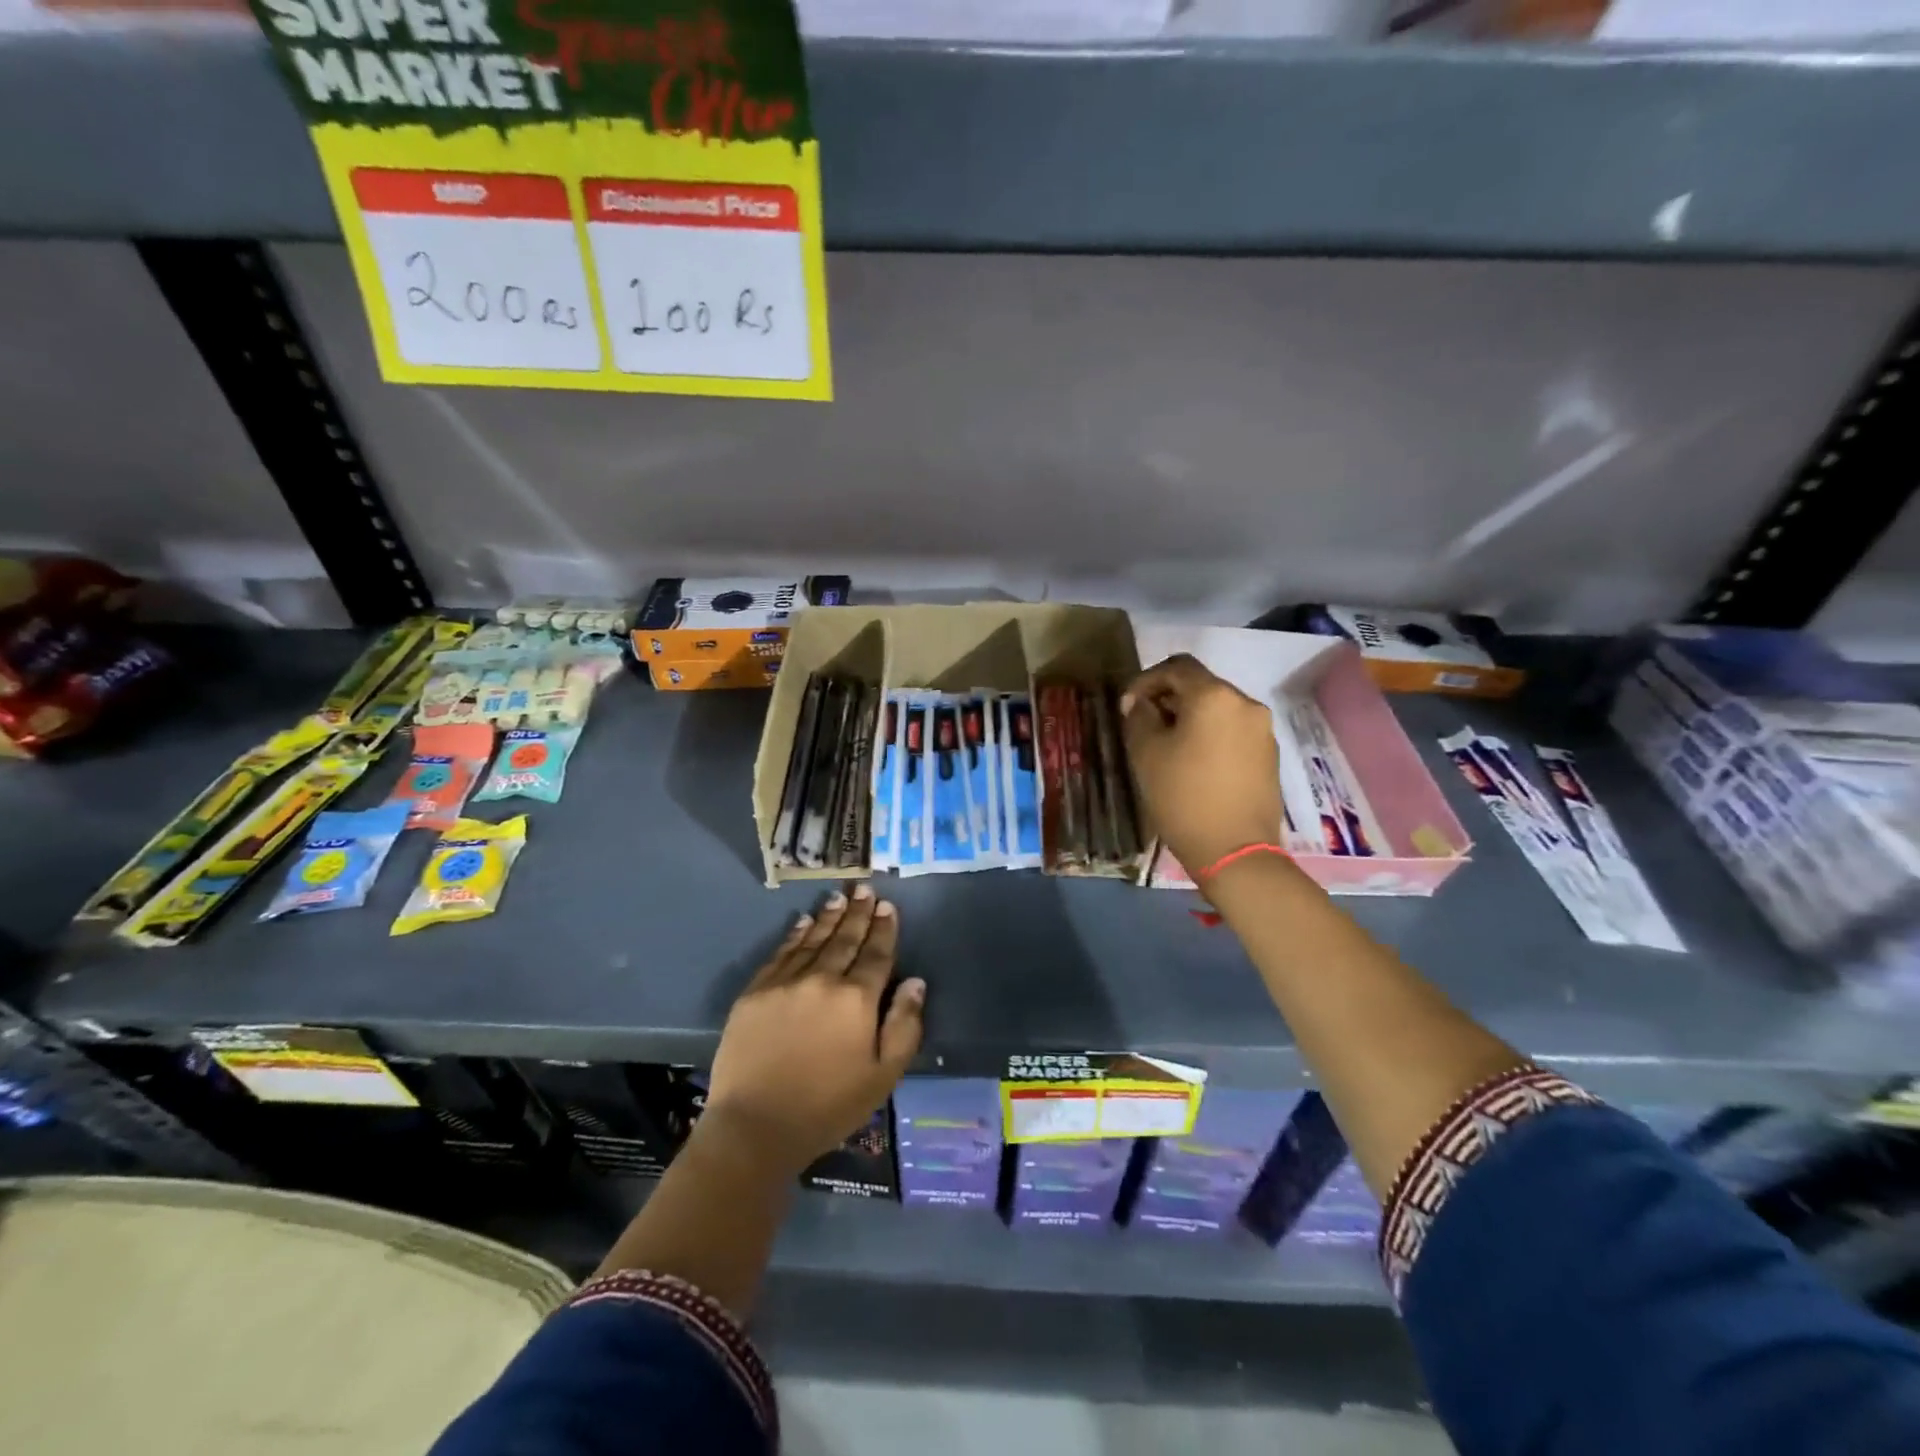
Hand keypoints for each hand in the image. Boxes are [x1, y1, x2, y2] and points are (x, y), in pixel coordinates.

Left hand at [704, 884, 924, 1176]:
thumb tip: (915, 982)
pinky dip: (795, 935)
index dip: (883, 929)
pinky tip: (803, 922)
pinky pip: (781, 953)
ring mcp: (785, 982)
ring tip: (839, 898)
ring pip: (813, 940)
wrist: (755, 1126)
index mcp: (857, 1000)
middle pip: (845, 939)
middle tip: (864, 889)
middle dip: (858, 913)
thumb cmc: (827, 1107)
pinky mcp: (756, 992)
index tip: (887, 906)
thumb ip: (904, 1026)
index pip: (876, 954)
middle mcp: (823, 979)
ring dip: (829, 917)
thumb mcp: (882, 1076)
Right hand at [1121, 653, 1282, 875]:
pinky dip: (1211, 735)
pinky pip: (1233, 731)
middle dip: (1169, 699)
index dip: (1146, 680)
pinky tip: (1195, 762)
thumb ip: (1139, 717)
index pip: (1177, 667)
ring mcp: (1262, 730)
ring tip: (1168, 745)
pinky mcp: (1270, 755)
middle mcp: (1245, 703)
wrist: (1235, 851)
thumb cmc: (1183, 797)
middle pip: (1201, 686)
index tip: (1128, 706)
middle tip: (1144, 725)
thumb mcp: (1146, 754)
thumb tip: (1140, 703)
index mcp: (1214, 696)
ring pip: (1218, 709)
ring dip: (1190, 717)